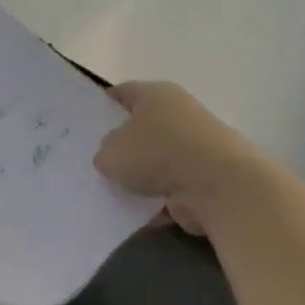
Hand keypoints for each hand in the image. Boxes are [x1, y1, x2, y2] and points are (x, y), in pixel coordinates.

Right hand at [94, 81, 259, 232]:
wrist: (216, 186)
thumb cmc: (157, 153)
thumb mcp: (110, 151)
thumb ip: (105, 152)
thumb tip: (113, 158)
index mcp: (156, 95)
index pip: (124, 92)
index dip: (105, 103)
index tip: (88, 119)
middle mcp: (178, 114)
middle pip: (142, 127)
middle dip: (121, 144)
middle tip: (95, 160)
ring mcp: (195, 148)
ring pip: (156, 161)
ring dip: (139, 176)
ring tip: (110, 191)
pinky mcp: (204, 179)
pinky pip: (169, 188)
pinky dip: (154, 200)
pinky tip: (132, 212)